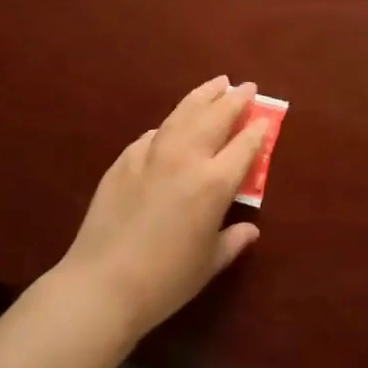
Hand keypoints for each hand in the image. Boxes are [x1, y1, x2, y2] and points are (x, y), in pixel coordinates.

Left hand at [56, 76, 266, 341]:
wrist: (102, 284)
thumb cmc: (164, 281)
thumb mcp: (208, 264)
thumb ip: (232, 241)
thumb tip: (250, 229)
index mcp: (214, 184)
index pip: (244, 145)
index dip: (259, 129)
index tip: (266, 118)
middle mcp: (186, 158)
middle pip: (216, 117)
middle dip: (235, 99)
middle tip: (247, 86)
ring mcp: (152, 154)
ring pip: (184, 113)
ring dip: (204, 95)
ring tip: (217, 83)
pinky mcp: (125, 159)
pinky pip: (154, 134)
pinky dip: (170, 124)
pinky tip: (173, 124)